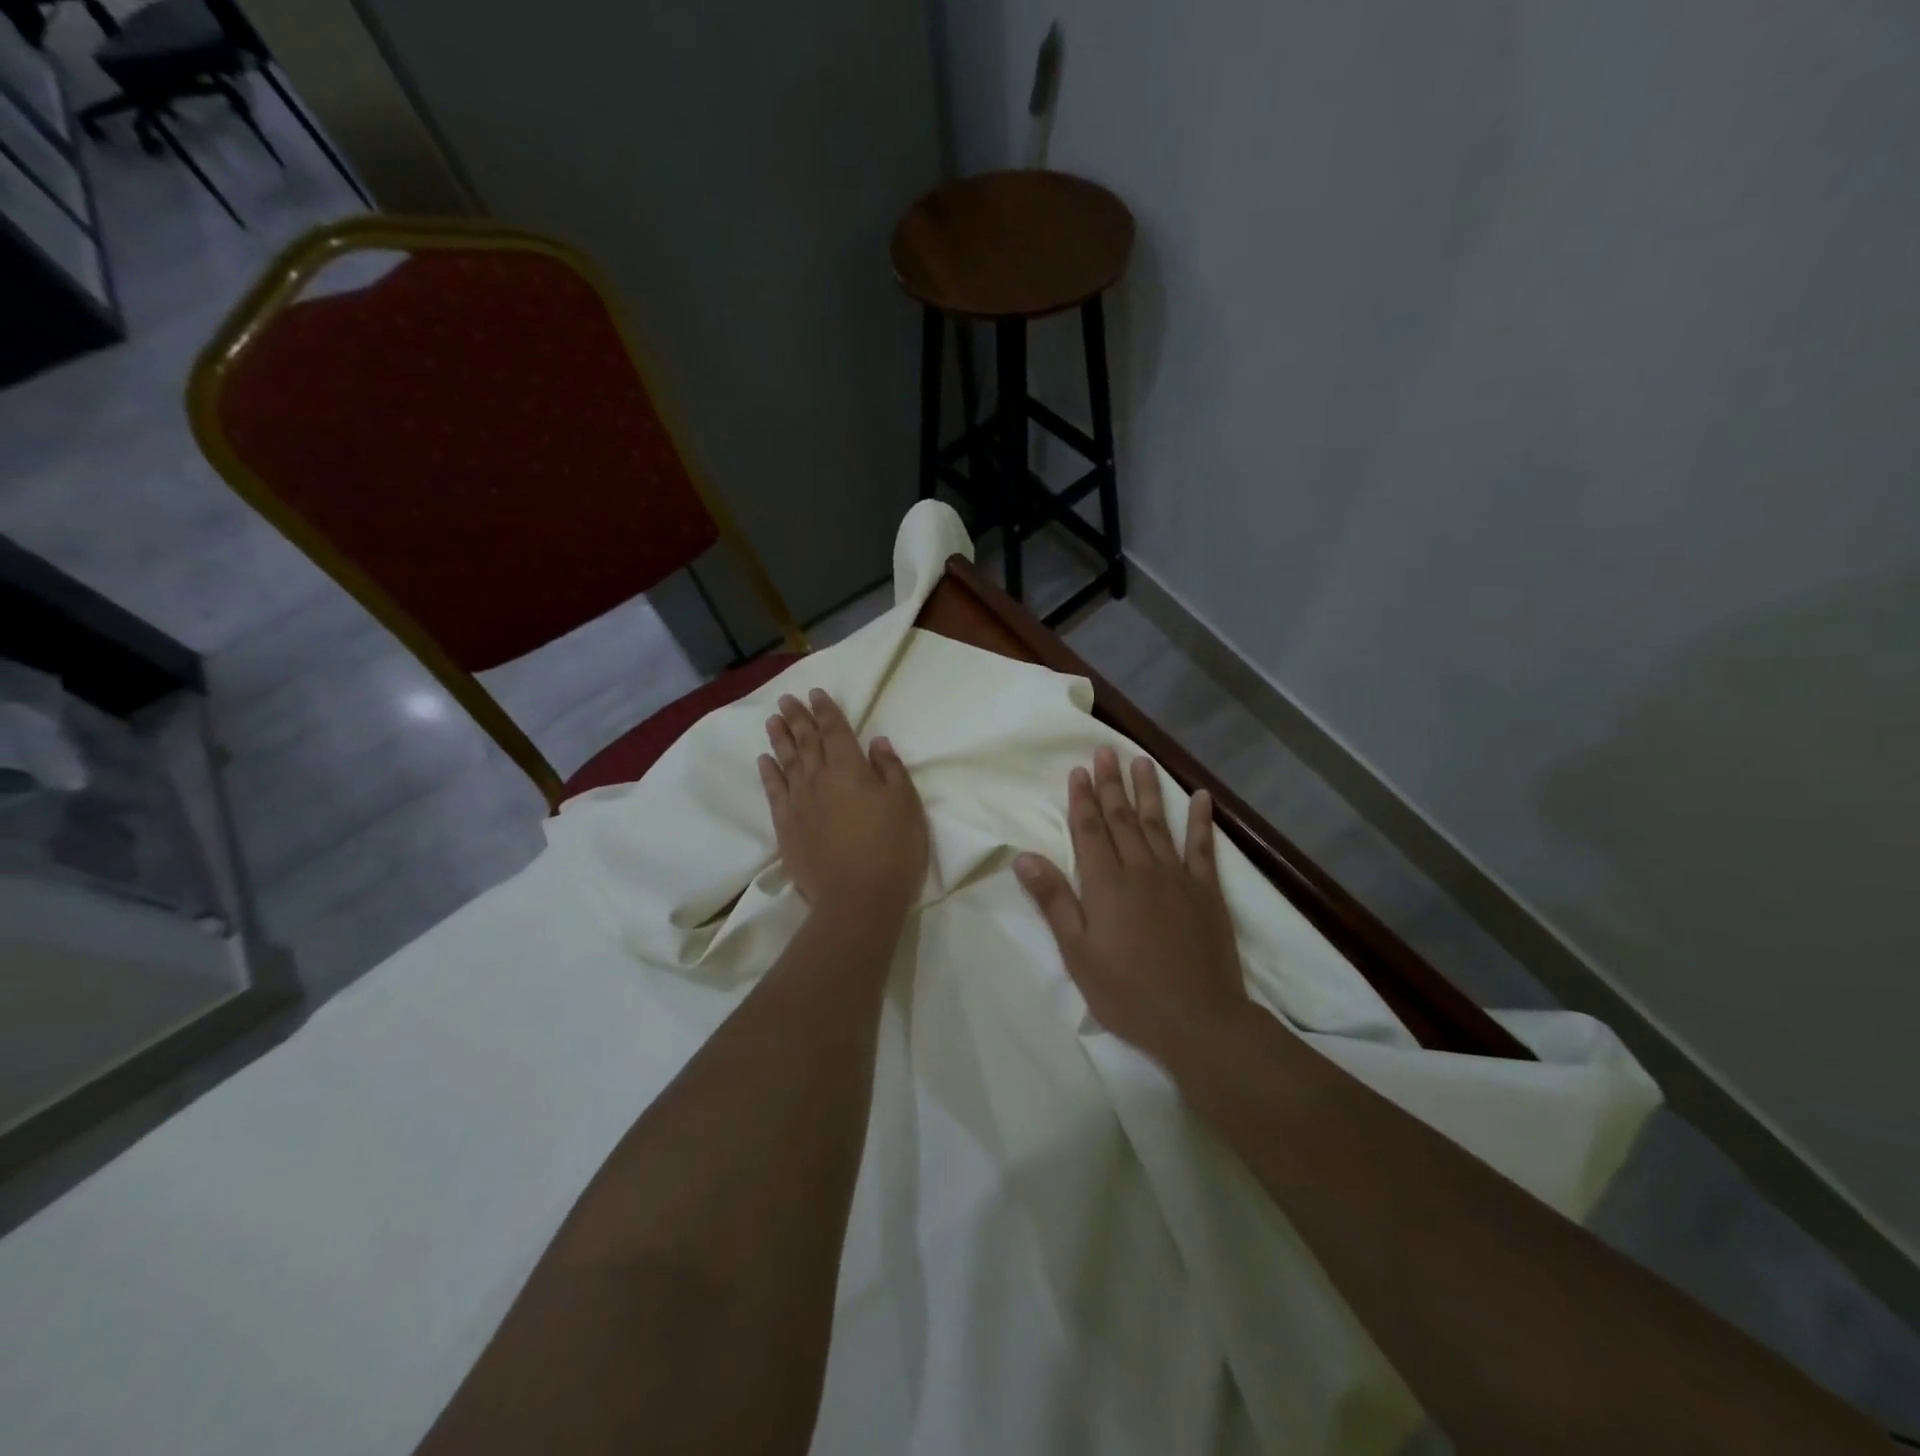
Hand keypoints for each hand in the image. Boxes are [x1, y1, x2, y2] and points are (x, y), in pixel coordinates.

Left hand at [759, 690, 928, 920]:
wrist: (857, 898)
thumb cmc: (891, 848)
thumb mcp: (905, 804)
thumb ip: (890, 769)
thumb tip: (876, 742)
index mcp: (850, 768)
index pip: (835, 730)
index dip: (826, 710)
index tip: (815, 693)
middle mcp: (818, 778)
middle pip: (805, 741)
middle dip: (797, 717)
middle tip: (786, 699)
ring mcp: (798, 803)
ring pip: (785, 762)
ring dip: (779, 738)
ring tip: (772, 720)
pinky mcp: (787, 827)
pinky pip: (773, 792)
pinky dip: (768, 774)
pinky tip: (764, 761)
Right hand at [1015, 746, 1249, 1068]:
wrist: (1198, 1020)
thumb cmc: (1127, 991)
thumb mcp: (1077, 952)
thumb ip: (1053, 900)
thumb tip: (1024, 856)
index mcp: (1105, 884)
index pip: (1089, 830)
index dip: (1081, 799)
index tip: (1078, 770)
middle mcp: (1140, 869)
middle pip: (1122, 818)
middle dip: (1110, 784)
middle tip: (1106, 750)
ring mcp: (1177, 877)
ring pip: (1158, 824)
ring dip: (1148, 791)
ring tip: (1142, 760)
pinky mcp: (1207, 892)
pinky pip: (1203, 848)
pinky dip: (1201, 821)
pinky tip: (1201, 797)